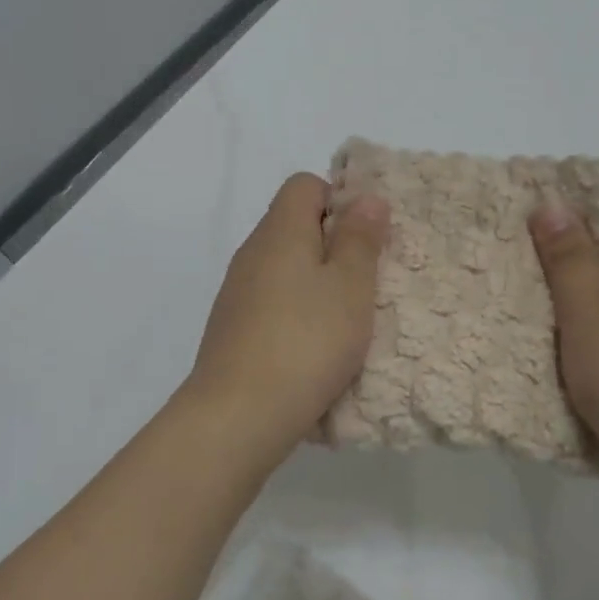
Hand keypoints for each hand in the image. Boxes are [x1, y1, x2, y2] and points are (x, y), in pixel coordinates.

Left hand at [181, 173, 388, 460]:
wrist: (238, 414)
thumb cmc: (306, 341)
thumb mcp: (350, 287)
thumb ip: (360, 239)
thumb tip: (366, 197)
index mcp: (279, 231)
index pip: (304, 185)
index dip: (339, 199)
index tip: (365, 238)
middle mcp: (252, 253)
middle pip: (293, 225)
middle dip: (333, 245)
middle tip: (365, 282)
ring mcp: (237, 292)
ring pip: (283, 268)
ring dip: (316, 284)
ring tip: (345, 320)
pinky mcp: (232, 328)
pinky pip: (271, 302)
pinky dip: (295, 313)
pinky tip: (312, 348)